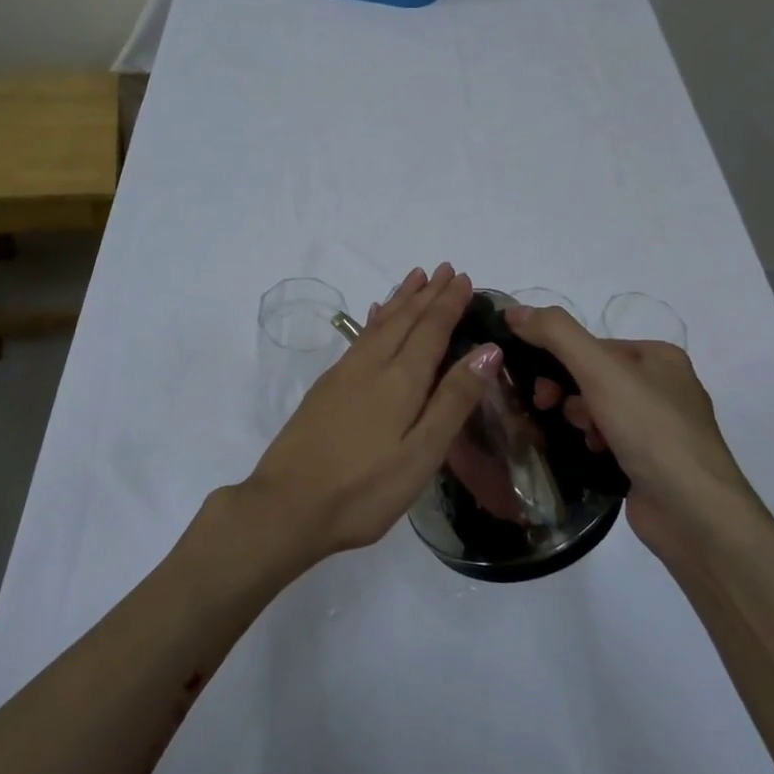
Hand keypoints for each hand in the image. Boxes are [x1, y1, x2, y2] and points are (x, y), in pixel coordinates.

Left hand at [233, 264, 503, 570]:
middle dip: (427, 293)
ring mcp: (344, 374)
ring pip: (379, 324)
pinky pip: (360, 338)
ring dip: (400, 300)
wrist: (286, 505)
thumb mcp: (421, 454)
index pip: (431, 329)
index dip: (448, 303)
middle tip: (444, 268)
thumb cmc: (364, 490)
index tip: (462, 277)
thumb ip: (453, 400)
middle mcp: (371, 366)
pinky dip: (375, 320)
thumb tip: (487, 350)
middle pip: (404, 319)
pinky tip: (374, 317)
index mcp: (400, 380)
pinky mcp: (326, 388)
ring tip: (414, 278)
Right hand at [504, 304, 754, 547]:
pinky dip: (593, 443)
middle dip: (567, 391)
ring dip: (580, 419)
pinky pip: (609, 439)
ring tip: (583, 437)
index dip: (559, 359)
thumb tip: (513, 309)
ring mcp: (660, 427)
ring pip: (598, 409)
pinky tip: (592, 455)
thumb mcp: (600, 370)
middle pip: (594, 376)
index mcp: (659, 356)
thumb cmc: (651, 430)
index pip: (593, 345)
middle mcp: (664, 386)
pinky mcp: (652, 461)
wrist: (694, 513)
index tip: (537, 383)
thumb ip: (556, 334)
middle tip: (547, 407)